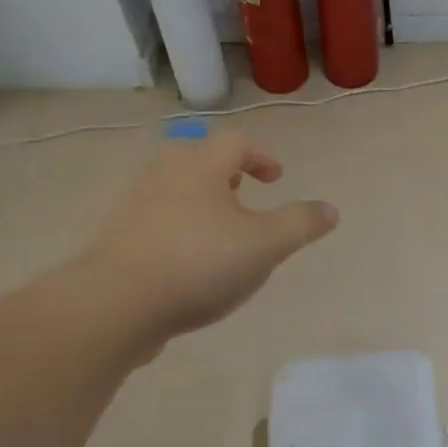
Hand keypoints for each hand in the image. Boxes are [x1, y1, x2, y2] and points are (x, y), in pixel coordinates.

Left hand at [85, 131, 337, 352]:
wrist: (117, 303)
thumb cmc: (199, 263)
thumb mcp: (265, 245)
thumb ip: (300, 224)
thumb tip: (331, 209)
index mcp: (200, 166)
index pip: (235, 143)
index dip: (260, 156)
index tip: (275, 178)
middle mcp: (164, 176)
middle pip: (197, 159)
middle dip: (225, 175)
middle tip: (243, 196)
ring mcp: (135, 206)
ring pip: (175, 190)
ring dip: (201, 203)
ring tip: (221, 233)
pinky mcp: (119, 239)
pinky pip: (157, 222)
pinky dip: (179, 229)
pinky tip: (189, 264)